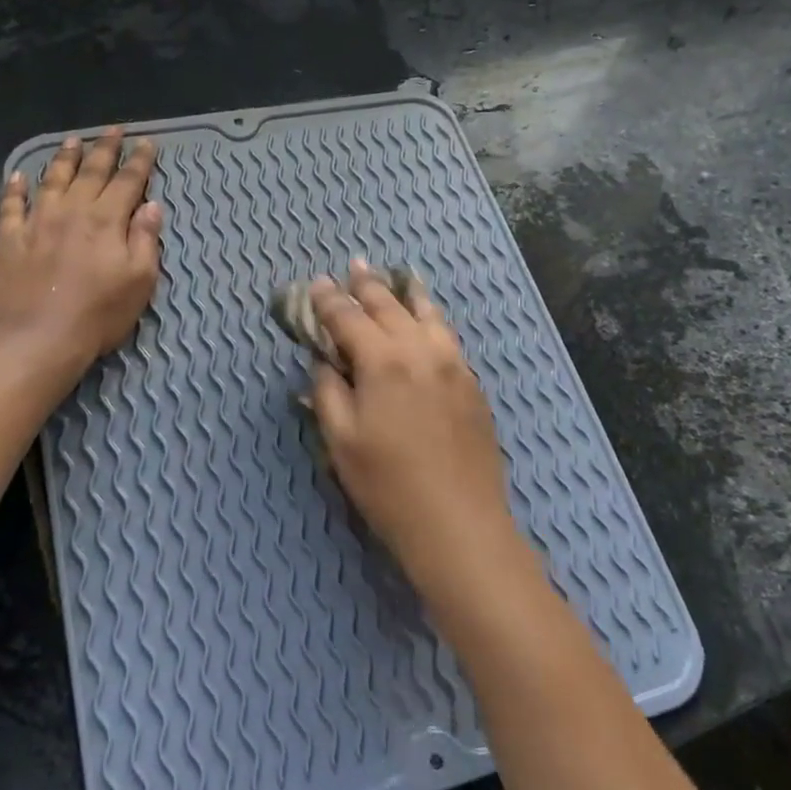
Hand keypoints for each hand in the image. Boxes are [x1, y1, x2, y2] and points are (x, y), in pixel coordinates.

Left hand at [0, 129, 163, 368]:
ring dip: (64, 158)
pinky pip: (11, 205)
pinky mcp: (8, 239)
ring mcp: (36, 222)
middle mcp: (71, 211)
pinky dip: (16, 187)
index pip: (127, 182)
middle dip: (105, 149)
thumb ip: (145, 239)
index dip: (140, 162)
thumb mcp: (140, 281)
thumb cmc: (99, 314)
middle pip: (91, 172)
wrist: (40, 338)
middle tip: (113, 130)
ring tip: (72, 141)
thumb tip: (152, 206)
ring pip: (52, 180)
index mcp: (106, 220)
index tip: (147, 143)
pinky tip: (19, 176)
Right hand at [307, 262, 525, 595]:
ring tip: (400, 277)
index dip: (330, 300)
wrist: (459, 523)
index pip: (349, 319)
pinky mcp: (473, 386)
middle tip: (355, 266)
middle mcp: (421, 352)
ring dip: (408, 294)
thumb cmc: (388, 486)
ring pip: (428, 316)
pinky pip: (449, 338)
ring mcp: (453, 366)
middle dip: (368, 286)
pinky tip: (430, 321)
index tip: (318, 283)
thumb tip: (325, 361)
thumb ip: (328, 392)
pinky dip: (434, 320)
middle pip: (390, 308)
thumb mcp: (341, 441)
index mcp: (383, 362)